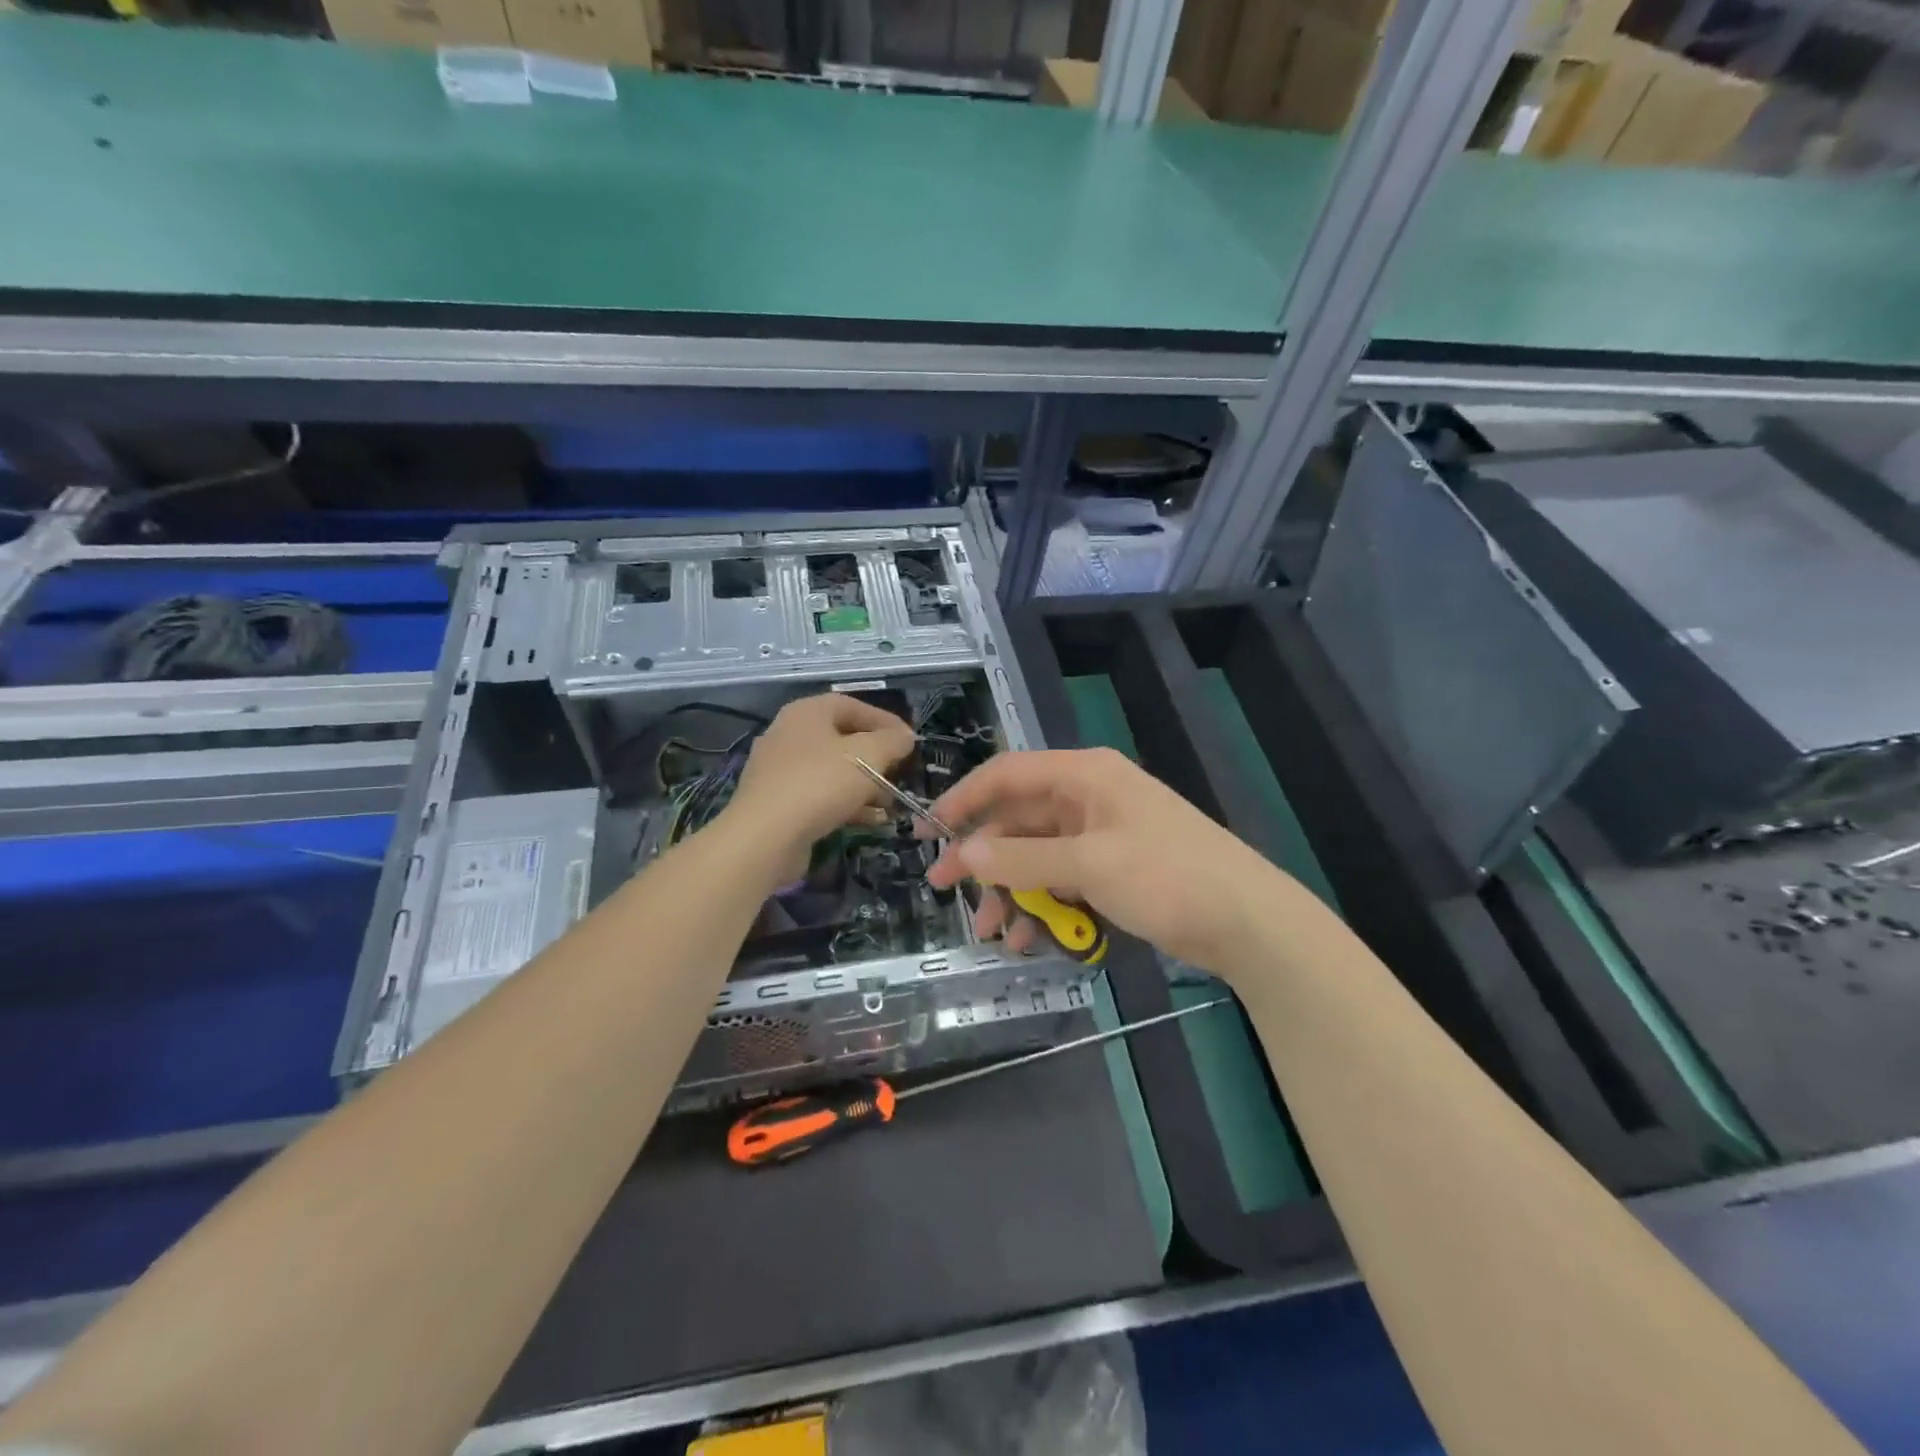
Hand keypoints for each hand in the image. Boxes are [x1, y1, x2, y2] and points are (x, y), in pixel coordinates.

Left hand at [722, 693, 915, 879]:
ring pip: (832, 771)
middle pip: (842, 739)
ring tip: (890, 803)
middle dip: (876, 758)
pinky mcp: (778, 803)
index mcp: (806, 713)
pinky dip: (846, 805)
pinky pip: (819, 796)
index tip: (909, 741)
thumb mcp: (869, 755)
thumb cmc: (820, 783)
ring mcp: (780, 771)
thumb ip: (893, 741)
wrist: (765, 837)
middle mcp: (788, 735)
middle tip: (899, 772)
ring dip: (865, 786)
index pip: (852, 705)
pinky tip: (871, 821)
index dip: (885, 720)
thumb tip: (905, 737)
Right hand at [923, 748, 1295, 976]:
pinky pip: (1060, 878)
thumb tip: (966, 853)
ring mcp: (1101, 834)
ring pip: (1036, 855)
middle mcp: (1088, 796)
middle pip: (1018, 819)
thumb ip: (1023, 860)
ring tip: (991, 933)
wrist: (1248, 922)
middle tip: (945, 890)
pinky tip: (1027, 936)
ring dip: (1010, 890)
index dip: (964, 799)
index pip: (1007, 773)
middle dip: (984, 858)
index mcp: (1084, 775)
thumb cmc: (1168, 877)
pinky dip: (1041, 903)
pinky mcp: (1112, 867)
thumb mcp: (1089, 866)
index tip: (930, 832)